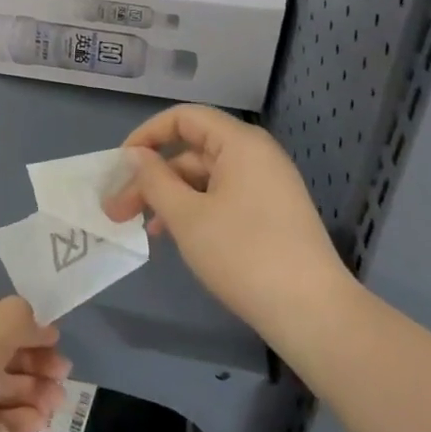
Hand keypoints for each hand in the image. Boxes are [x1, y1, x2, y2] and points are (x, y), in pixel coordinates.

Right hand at [104, 105, 353, 348]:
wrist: (313, 313)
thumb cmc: (243, 255)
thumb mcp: (187, 216)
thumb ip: (154, 180)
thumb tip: (136, 155)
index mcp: (240, 143)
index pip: (184, 118)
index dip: (147, 135)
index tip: (119, 166)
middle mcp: (256, 155)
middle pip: (192, 151)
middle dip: (152, 177)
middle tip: (117, 210)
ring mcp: (267, 185)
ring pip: (205, 178)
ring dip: (170, 197)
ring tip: (143, 229)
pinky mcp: (272, 213)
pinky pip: (223, 197)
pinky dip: (195, 209)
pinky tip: (175, 237)